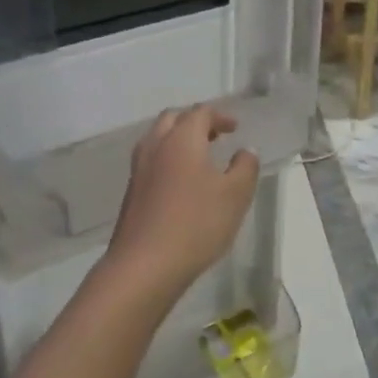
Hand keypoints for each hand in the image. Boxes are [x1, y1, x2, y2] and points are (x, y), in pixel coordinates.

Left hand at [104, 106, 258, 300]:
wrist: (144, 264)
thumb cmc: (196, 224)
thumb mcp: (235, 195)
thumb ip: (245, 167)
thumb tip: (245, 151)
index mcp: (181, 139)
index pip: (200, 112)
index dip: (220, 116)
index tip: (235, 128)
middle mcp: (155, 146)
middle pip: (173, 119)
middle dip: (195, 122)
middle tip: (215, 136)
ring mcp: (139, 169)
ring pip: (157, 139)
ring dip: (178, 140)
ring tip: (200, 158)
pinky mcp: (131, 192)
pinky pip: (151, 161)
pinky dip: (167, 160)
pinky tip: (181, 183)